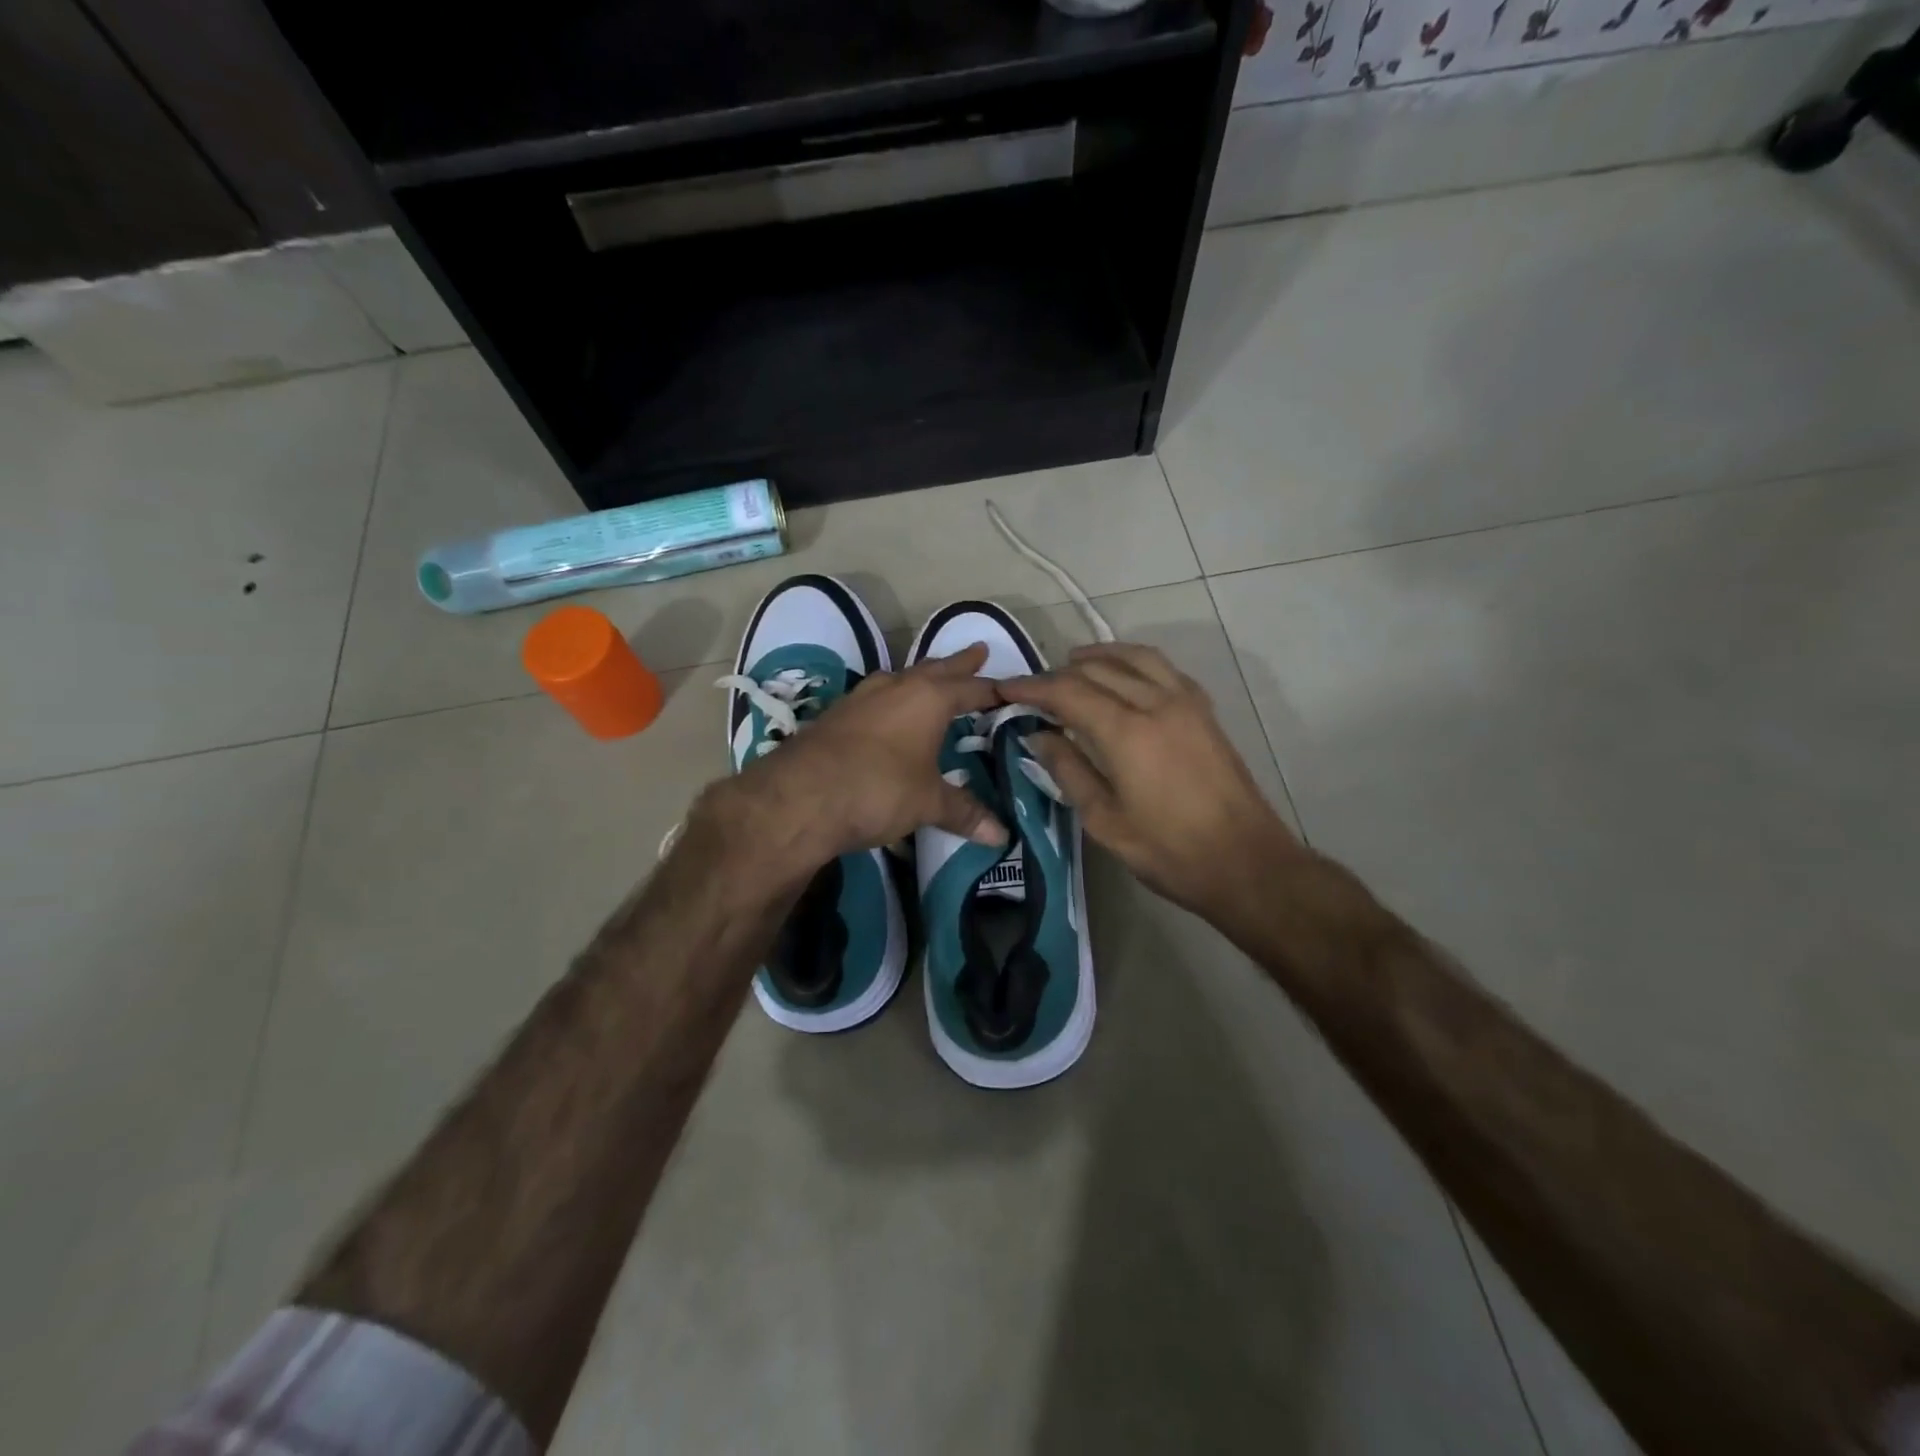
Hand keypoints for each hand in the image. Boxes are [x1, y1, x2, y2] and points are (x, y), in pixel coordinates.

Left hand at [699, 643, 1007, 873]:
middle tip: (979, 651)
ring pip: (900, 679)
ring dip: (920, 678)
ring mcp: (861, 698)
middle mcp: (896, 688)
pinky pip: (875, 697)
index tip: (1011, 689)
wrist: (799, 797)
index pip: (971, 688)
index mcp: (928, 699)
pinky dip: (891, 699)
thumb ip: (963, 812)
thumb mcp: (927, 803)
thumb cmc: (878, 789)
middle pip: (935, 669)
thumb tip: (1002, 835)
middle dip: (959, 664)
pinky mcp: (835, 715)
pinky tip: (887, 713)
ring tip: (931, 678)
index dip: (993, 690)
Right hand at [1002, 643, 1301, 922]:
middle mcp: (1156, 703)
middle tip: (1034, 689)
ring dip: (1099, 656)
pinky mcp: (1205, 711)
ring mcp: (1186, 703)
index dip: (1032, 687)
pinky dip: (1134, 662)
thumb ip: (1068, 770)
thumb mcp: (1104, 820)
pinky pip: (1163, 668)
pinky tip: (1124, 676)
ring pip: (1135, 658)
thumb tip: (1038, 734)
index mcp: (1126, 731)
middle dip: (1060, 673)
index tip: (1004, 688)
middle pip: (1099, 669)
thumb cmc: (1169, 851)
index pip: (1067, 691)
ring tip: (1073, 664)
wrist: (1246, 862)